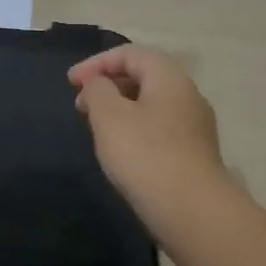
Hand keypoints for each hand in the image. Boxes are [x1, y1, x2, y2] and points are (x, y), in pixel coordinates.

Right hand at [68, 44, 228, 216]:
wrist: (194, 212)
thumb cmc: (145, 155)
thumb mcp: (108, 116)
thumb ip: (97, 90)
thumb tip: (98, 85)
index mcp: (169, 77)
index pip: (130, 53)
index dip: (96, 62)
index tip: (70, 83)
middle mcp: (187, 94)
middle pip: (144, 75)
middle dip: (109, 84)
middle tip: (81, 104)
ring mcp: (195, 126)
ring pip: (152, 103)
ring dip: (121, 107)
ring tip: (96, 127)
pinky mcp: (195, 153)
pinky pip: (160, 128)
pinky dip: (135, 128)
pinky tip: (121, 151)